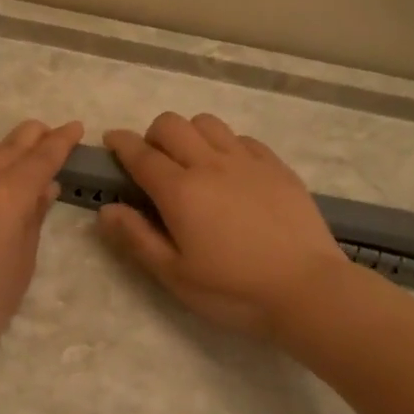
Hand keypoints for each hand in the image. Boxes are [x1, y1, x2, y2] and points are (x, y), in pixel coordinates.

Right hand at [98, 113, 348, 339]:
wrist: (307, 289)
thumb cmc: (233, 290)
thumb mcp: (175, 275)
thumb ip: (137, 238)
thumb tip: (106, 210)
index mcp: (180, 191)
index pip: (140, 153)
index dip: (120, 143)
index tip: (110, 140)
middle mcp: (210, 164)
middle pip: (171, 124)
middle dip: (152, 135)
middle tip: (153, 162)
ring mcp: (247, 161)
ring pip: (207, 123)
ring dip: (189, 134)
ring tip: (192, 161)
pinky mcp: (276, 166)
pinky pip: (242, 138)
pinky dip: (225, 144)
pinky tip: (230, 170)